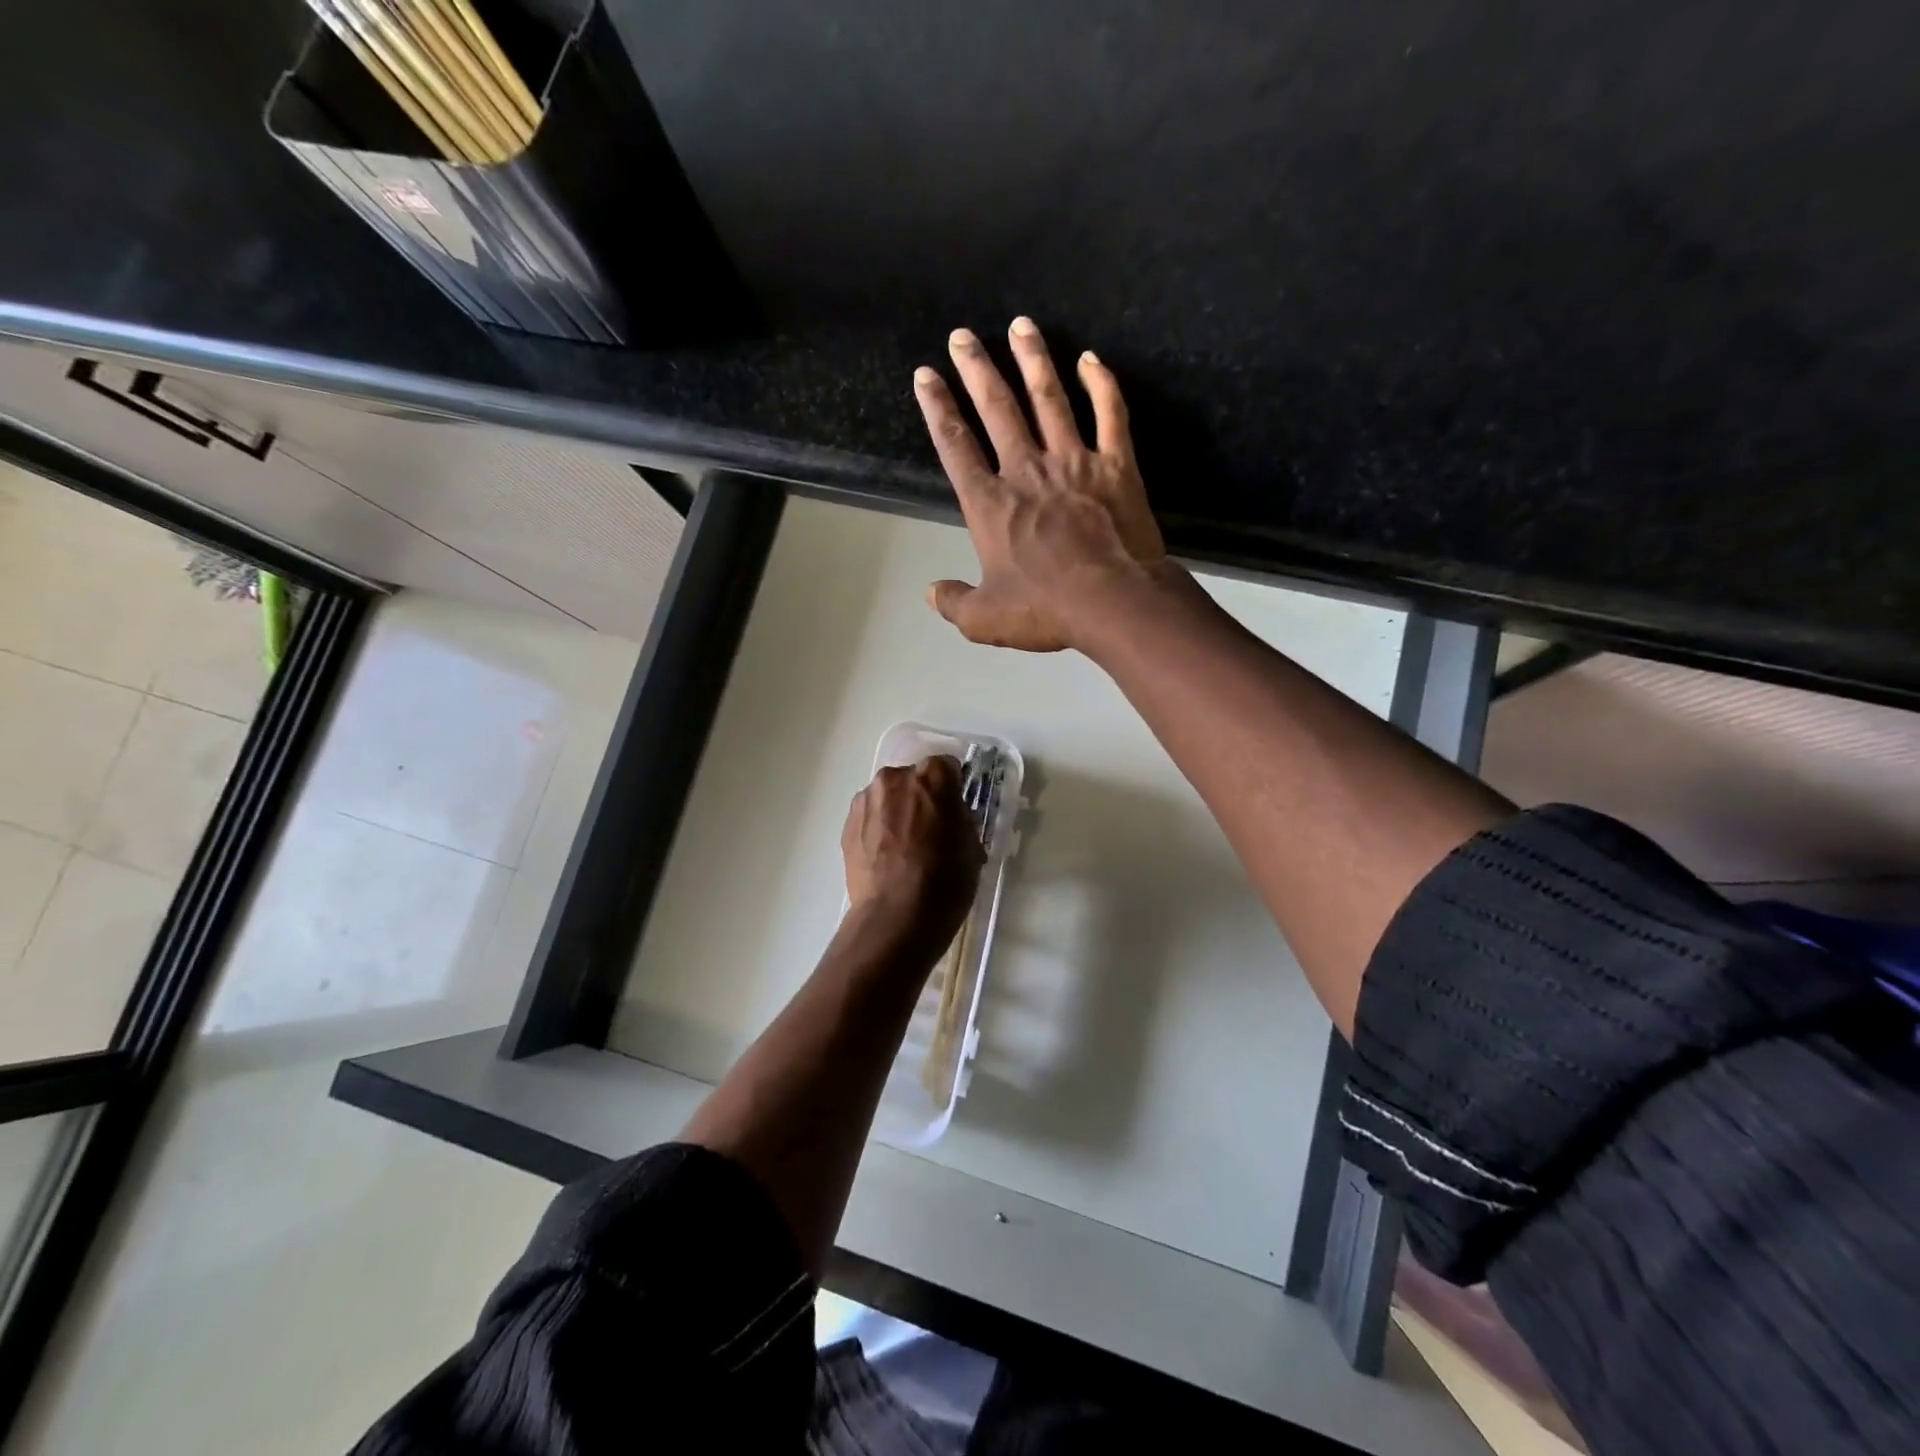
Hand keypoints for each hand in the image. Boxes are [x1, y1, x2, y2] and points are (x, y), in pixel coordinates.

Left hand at [842, 757, 984, 950]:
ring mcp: (866, 801)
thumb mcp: (971, 846)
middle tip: (929, 830)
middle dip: (921, 798)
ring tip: (903, 847)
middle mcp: (895, 778)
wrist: (896, 917)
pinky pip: (869, 818)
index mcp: (932, 777)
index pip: (947, 767)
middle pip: (912, 779)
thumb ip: (960, 819)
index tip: (954, 810)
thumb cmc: (945, 881)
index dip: (952, 788)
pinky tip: (886, 858)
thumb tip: (951, 818)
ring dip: (896, 812)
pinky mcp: (846, 824)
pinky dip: (877, 829)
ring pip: (887, 797)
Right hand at [913, 317, 1173, 652]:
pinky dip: (1101, 384)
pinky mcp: (1116, 464)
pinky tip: (1090, 358)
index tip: (926, 376)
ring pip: (1049, 398)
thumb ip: (954, 603)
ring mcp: (1073, 461)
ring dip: (1033, 360)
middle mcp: (1027, 471)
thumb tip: (930, 592)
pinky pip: (1109, 413)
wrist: (1114, 601)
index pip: (956, 446)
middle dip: (977, 370)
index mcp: (990, 505)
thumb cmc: (1045, 609)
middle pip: (998, 409)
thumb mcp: (985, 619)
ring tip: (1020, 325)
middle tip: (963, 335)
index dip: (938, 409)